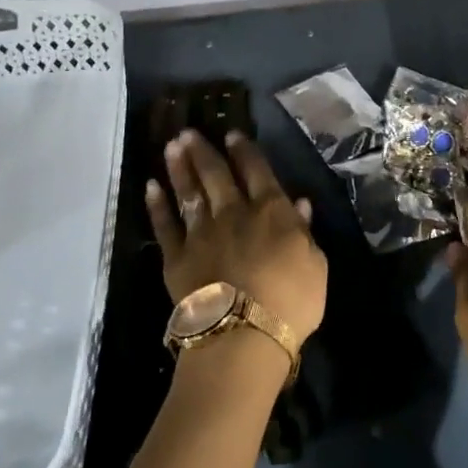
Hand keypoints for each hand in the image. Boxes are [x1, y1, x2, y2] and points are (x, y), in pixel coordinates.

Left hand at [146, 131, 326, 345]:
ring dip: (179, 168)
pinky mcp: (176, 258)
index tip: (232, 134)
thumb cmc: (291, 302)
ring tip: (170, 146)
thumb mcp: (316, 264)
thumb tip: (299, 203)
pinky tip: (151, 188)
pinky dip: (157, 206)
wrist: (243, 335)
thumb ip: (304, 231)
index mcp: (271, 212)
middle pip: (216, 174)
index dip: (244, 151)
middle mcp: (233, 213)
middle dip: (203, 151)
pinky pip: (164, 226)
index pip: (256, 171)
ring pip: (189, 192)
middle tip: (188, 132)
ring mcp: (201, 234)